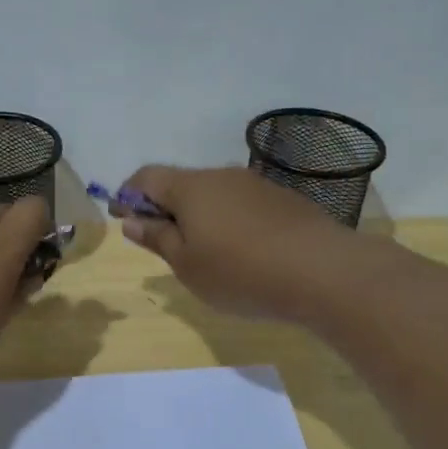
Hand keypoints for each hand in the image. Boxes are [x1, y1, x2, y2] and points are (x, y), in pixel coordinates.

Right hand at [113, 166, 353, 323]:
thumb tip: (131, 220)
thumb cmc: (240, 272)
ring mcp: (256, 186)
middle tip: (165, 245)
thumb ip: (157, 238)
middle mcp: (221, 176)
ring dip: (200, 217)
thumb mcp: (187, 264)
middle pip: (181, 184)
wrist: (323, 271)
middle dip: (165, 209)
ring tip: (206, 255)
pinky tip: (243, 254)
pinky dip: (230, 223)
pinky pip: (243, 206)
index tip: (124, 219)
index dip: (128, 195)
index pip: (146, 177)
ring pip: (214, 195)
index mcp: (190, 187)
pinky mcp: (283, 201)